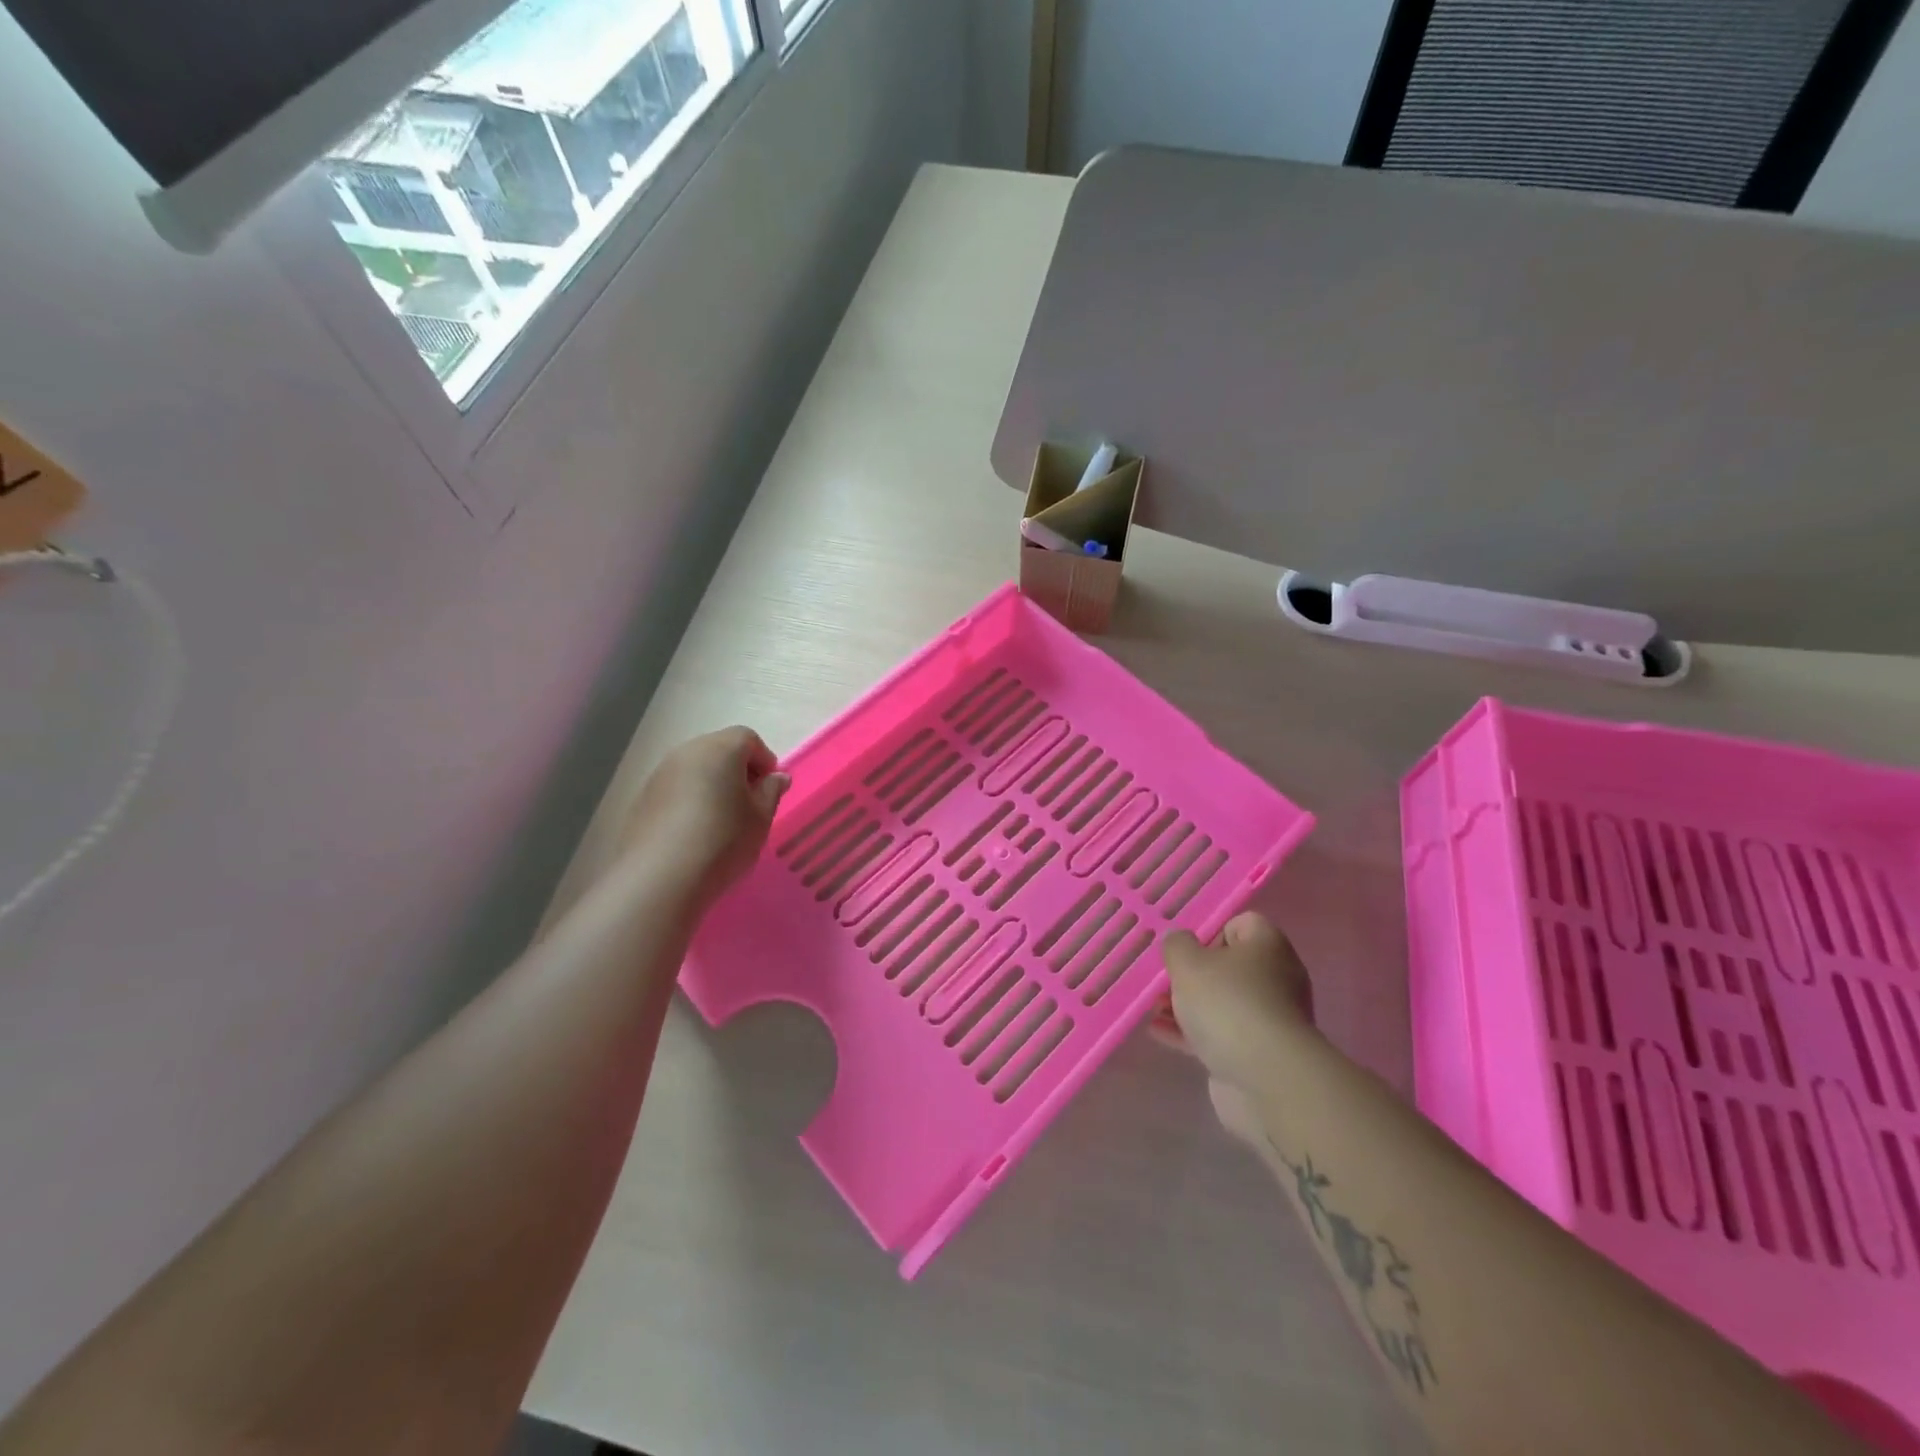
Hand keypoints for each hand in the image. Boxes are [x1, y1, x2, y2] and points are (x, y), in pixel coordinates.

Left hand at [620, 728, 789, 904]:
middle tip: (749, 803)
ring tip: (722, 819)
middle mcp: (687, 752)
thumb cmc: (723, 840)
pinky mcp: (642, 798)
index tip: (770, 788)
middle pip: (719, 749)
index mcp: (720, 749)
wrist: (661, 877)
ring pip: (695, 768)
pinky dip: (690, 799)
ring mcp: (660, 774)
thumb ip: (771, 791)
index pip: (747, 738)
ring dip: (712, 784)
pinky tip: (695, 830)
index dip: (764, 760)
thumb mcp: (761, 818)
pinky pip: (675, 788)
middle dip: (738, 770)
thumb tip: (776, 777)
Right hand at [1159, 913, 1315, 1144]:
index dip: (1211, 930)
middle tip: (1165, 979)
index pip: (1243, 924)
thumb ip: (1177, 945)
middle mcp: (1277, 979)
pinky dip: (1192, 1033)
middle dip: (1194, 973)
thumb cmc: (1227, 1004)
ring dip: (1188, 1005)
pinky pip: (1220, 1034)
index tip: (1185, 948)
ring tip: (1154, 1008)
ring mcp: (1270, 1019)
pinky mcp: (1258, 1054)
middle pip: (1230, 966)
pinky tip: (1160, 1033)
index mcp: (1268, 946)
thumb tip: (1181, 940)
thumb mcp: (1188, 963)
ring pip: (1223, 1003)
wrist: (1266, 1079)